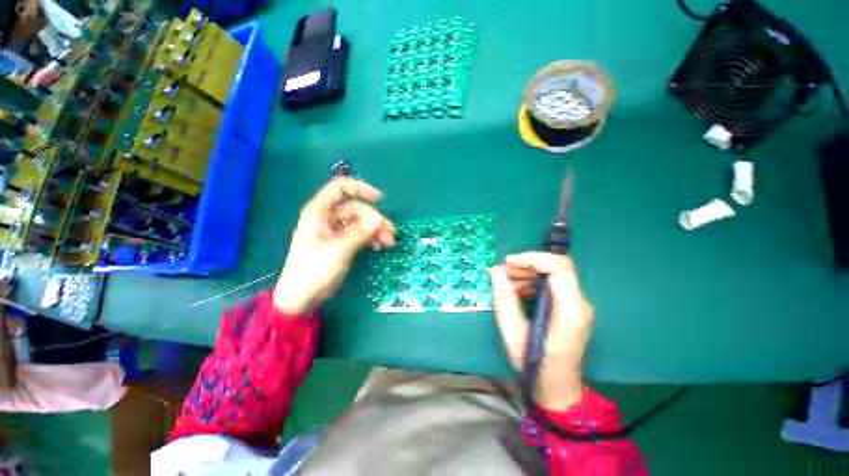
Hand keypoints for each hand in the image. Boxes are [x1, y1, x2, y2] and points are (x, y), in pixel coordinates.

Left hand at [273, 178, 395, 314]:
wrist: (302, 297)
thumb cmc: (313, 271)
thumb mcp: (338, 250)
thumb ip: (359, 233)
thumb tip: (378, 219)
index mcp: (319, 212)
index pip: (340, 188)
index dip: (360, 189)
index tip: (380, 199)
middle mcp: (328, 218)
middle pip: (357, 209)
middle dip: (375, 220)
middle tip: (390, 233)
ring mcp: (336, 231)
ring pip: (361, 223)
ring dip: (376, 230)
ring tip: (389, 242)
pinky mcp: (342, 243)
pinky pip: (360, 234)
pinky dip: (371, 238)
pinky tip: (379, 247)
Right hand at [489, 252, 593, 410]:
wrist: (557, 387)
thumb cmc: (535, 365)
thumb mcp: (513, 333)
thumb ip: (504, 300)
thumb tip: (496, 272)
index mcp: (570, 310)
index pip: (559, 267)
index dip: (533, 258)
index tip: (508, 262)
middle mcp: (578, 303)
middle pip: (554, 268)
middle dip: (524, 266)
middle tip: (499, 273)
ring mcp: (575, 305)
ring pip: (550, 275)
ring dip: (525, 274)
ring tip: (503, 283)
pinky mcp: (568, 307)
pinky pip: (549, 285)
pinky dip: (529, 283)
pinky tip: (514, 292)